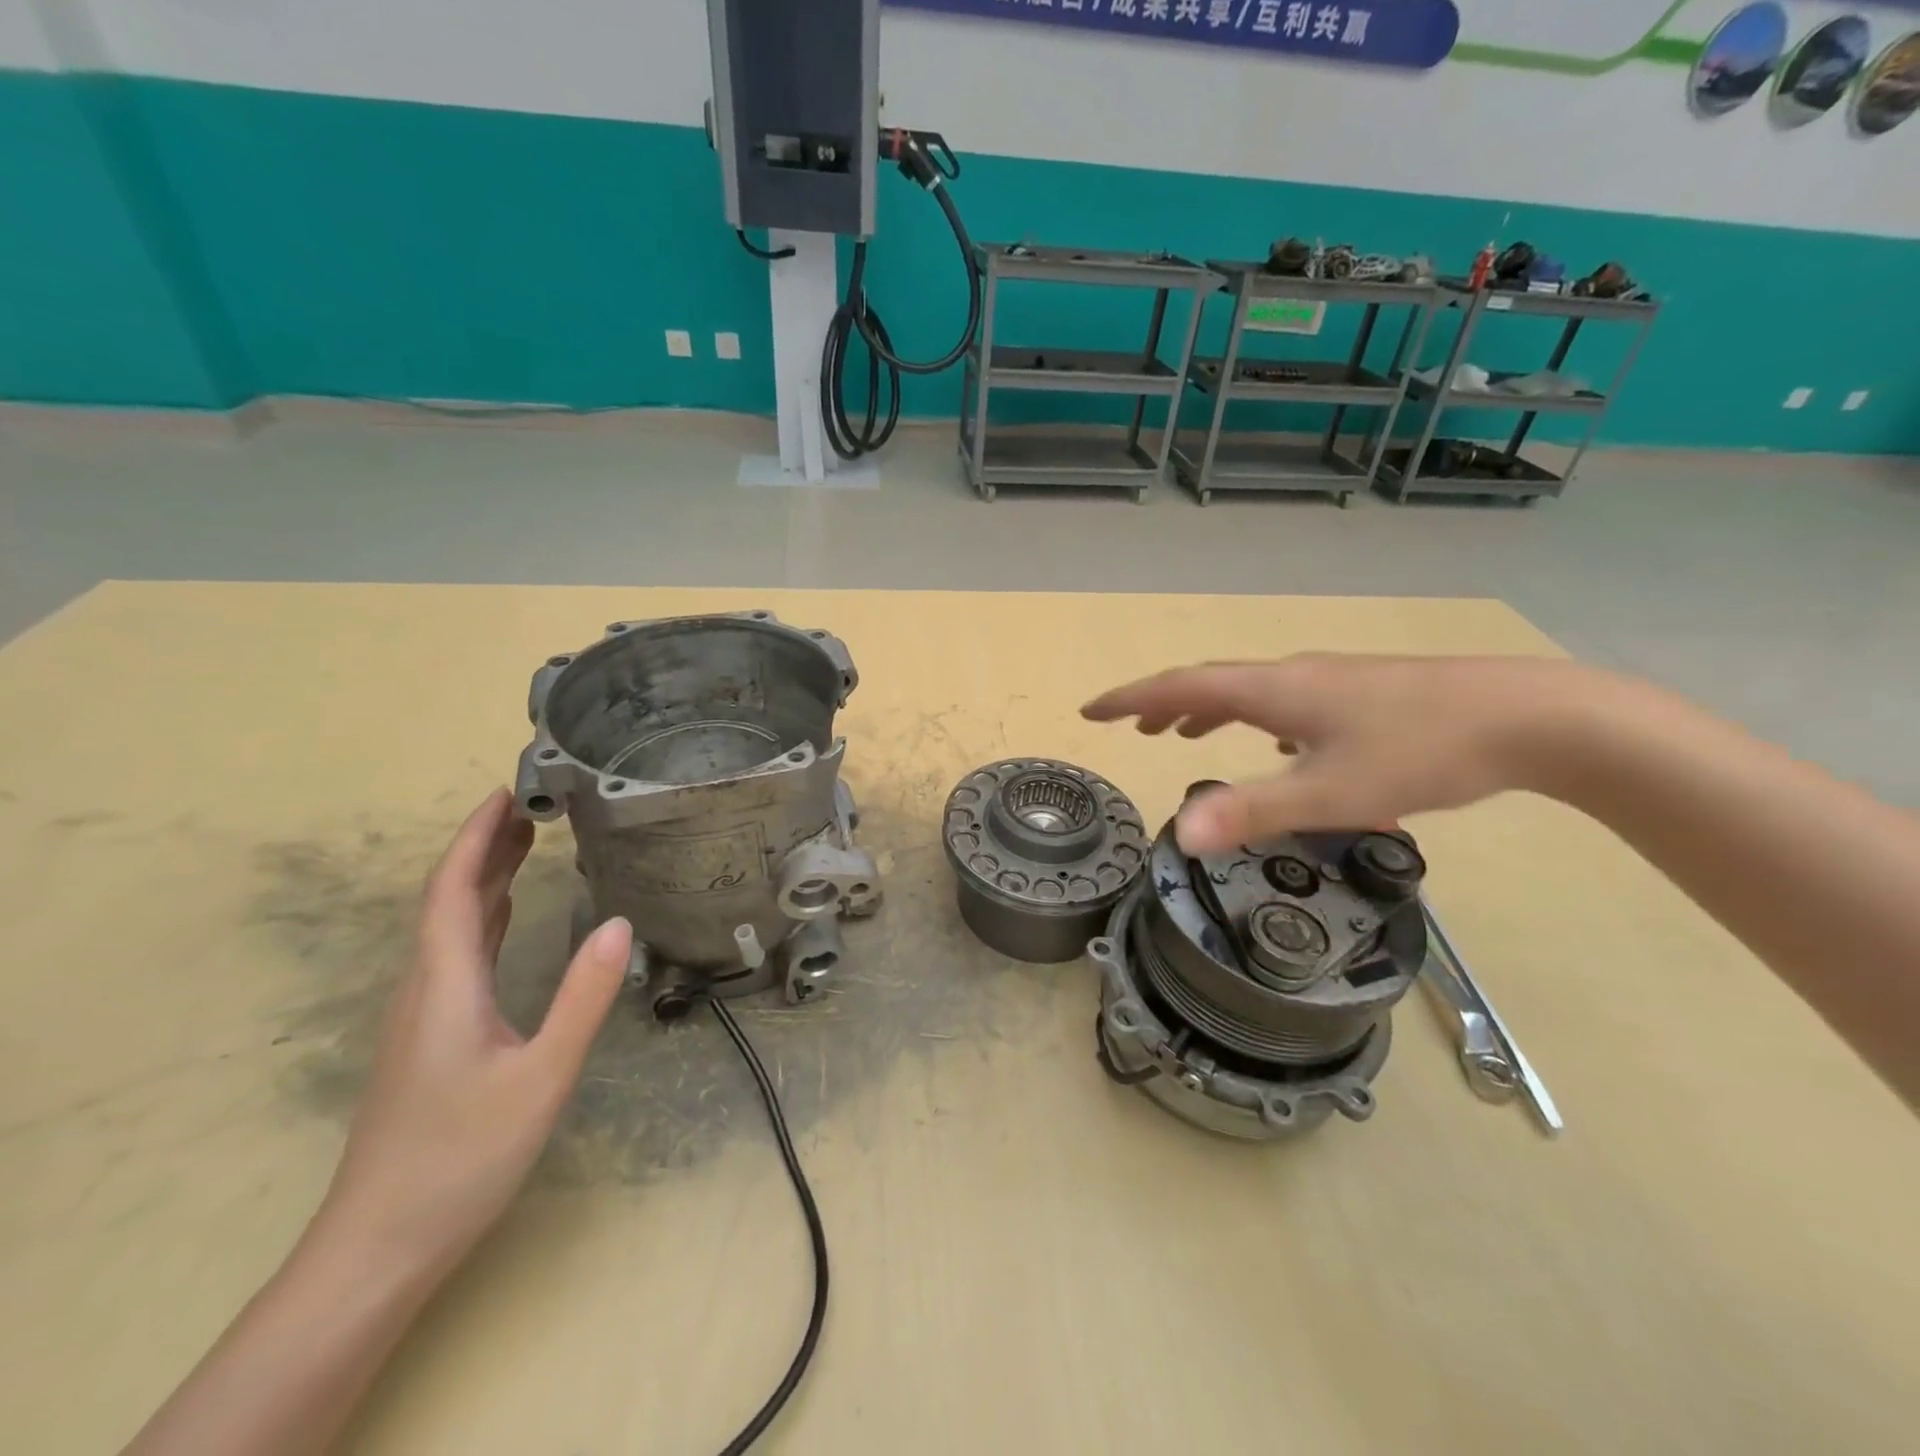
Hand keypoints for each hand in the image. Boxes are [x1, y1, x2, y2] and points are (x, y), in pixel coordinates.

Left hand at [315, 789, 632, 1278]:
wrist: (380, 1246)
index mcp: (445, 983)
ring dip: (482, 878)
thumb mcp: (542, 1075)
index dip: (475, 837)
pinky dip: (481, 917)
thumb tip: (619, 922)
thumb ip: (582, 997)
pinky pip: (455, 954)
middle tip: (530, 806)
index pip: (452, 889)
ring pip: (449, 927)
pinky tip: (503, 916)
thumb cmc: (462, 1156)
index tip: (506, 792)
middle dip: (483, 847)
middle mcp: (425, 987)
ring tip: (524, 843)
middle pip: (447, 899)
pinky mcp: (429, 1038)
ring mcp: (422, 1015)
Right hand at [1082, 654, 1592, 851]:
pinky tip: (1270, 740)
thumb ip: (1252, 811)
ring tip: (1182, 735)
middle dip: (1162, 704)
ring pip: (1249, 691)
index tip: (1091, 710)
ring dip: (1205, 710)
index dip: (1131, 699)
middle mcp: (1294, 676)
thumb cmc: (1423, 753)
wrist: (1532, 717)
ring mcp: (1330, 681)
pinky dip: (1250, 717)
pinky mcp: (1360, 694)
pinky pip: (1282, 701)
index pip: (1181, 687)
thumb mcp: (1331, 793)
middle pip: (1210, 683)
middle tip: (1130, 728)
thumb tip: (1177, 834)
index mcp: (1275, 691)